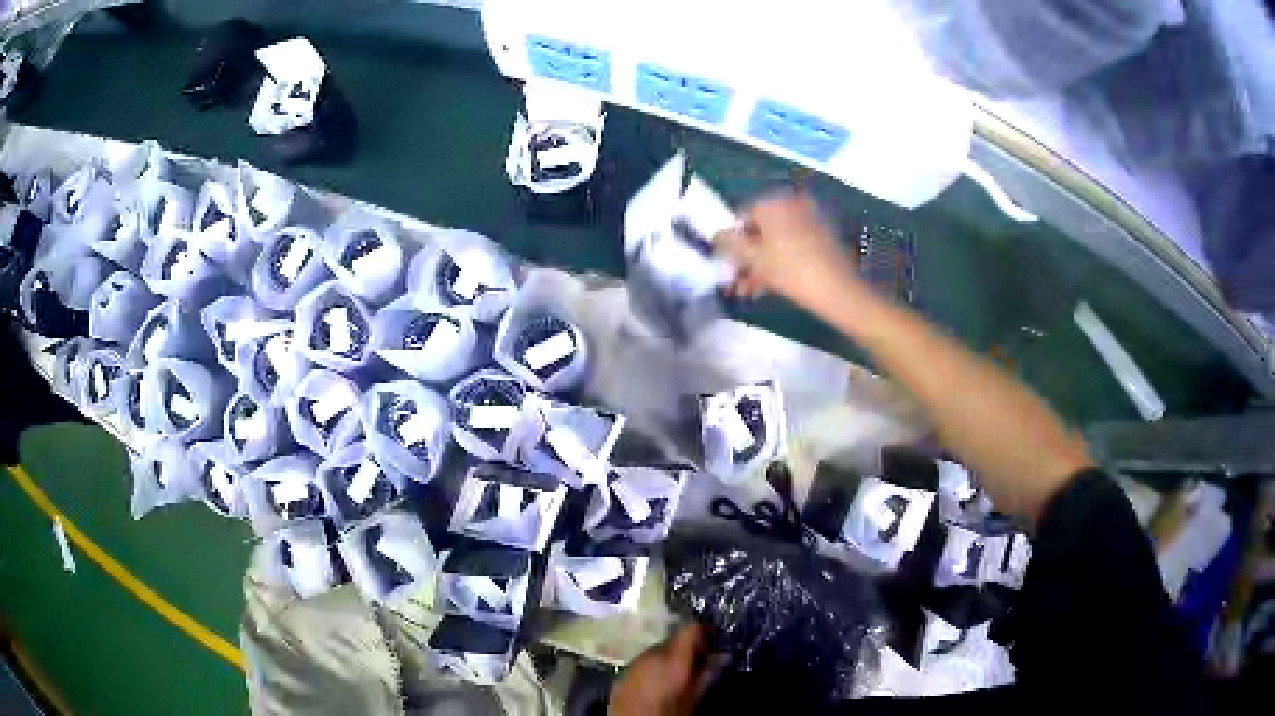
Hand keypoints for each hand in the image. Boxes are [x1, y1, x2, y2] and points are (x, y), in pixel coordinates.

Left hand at [609, 623, 711, 715]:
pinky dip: (653, 668)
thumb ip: (708, 675)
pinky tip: (658, 684)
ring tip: (680, 676)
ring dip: (670, 658)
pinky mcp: (620, 675)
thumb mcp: (694, 699)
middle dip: (688, 649)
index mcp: (672, 658)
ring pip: (657, 651)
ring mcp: (632, 663)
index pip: (691, 628)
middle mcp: (650, 654)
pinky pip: (642, 664)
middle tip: (702, 663)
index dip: (706, 632)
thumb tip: (723, 656)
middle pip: (673, 640)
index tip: (716, 642)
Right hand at [716, 193, 860, 308]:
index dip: (731, 242)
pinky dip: (779, 263)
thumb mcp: (752, 258)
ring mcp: (810, 221)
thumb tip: (716, 235)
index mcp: (774, 203)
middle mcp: (792, 205)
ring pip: (776, 242)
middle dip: (746, 258)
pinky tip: (769, 287)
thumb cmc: (790, 270)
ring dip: (760, 266)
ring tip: (749, 291)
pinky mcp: (823, 238)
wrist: (837, 290)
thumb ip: (728, 243)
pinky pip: (792, 247)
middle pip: (760, 230)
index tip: (726, 265)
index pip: (742, 216)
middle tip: (736, 281)